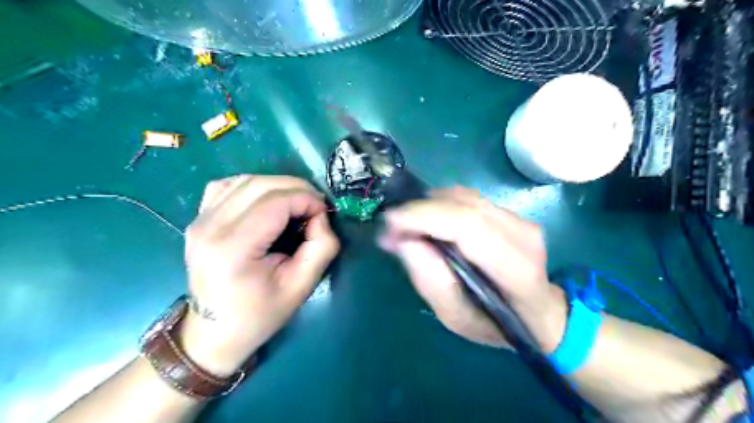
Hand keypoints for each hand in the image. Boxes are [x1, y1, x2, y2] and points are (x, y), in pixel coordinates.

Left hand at [179, 177, 339, 375]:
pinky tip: (267, 202)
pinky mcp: (198, 219)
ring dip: (278, 185)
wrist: (214, 333)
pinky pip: (228, 186)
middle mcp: (210, 227)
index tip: (324, 213)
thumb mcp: (302, 286)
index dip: (307, 199)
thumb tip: (320, 216)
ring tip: (296, 204)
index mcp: (233, 248)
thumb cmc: (260, 314)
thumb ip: (322, 247)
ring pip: (245, 180)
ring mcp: (199, 220)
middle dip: (297, 188)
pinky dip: (254, 186)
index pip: (276, 201)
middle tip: (315, 206)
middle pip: (261, 185)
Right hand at [384, 187, 565, 349]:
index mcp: (516, 270)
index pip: (469, 226)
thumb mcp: (457, 317)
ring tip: (408, 226)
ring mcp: (520, 219)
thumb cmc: (495, 323)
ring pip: (464, 197)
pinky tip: (431, 221)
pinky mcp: (511, 212)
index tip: (390, 223)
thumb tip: (404, 241)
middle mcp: (523, 235)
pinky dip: (441, 204)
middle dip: (419, 210)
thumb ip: (432, 282)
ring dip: (428, 206)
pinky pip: (468, 198)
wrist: (536, 311)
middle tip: (391, 228)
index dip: (425, 217)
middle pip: (464, 206)